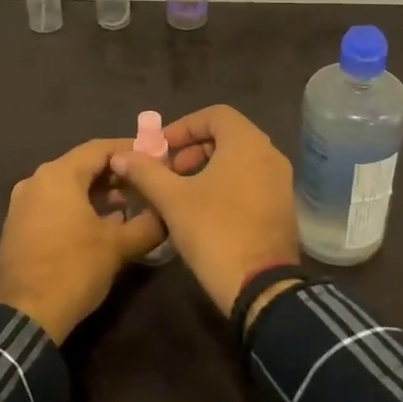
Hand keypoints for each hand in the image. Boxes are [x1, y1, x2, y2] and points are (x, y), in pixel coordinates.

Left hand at [0, 139, 167, 342]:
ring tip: (130, 206)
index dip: (131, 150)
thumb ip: (148, 224)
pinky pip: (55, 204)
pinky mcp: (19, 226)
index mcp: (58, 175)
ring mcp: (23, 204)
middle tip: (147, 184)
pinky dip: (79, 207)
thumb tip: (167, 214)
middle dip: (116, 174)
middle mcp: (36, 181)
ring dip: (99, 192)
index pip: (100, 148)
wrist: (23, 316)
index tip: (156, 158)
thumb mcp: (118, 246)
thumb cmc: (73, 270)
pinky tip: (103, 225)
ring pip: (68, 186)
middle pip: (83, 165)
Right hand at [108, 105, 299, 315]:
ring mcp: (280, 182)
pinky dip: (226, 184)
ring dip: (207, 168)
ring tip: (180, 193)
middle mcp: (270, 155)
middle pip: (227, 136)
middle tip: (168, 172)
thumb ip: (145, 172)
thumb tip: (120, 155)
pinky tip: (203, 211)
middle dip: (192, 149)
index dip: (183, 127)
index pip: (215, 114)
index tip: (160, 149)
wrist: (260, 287)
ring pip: (239, 160)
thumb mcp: (172, 199)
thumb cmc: (214, 231)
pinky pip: (251, 181)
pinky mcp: (282, 207)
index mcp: (248, 143)